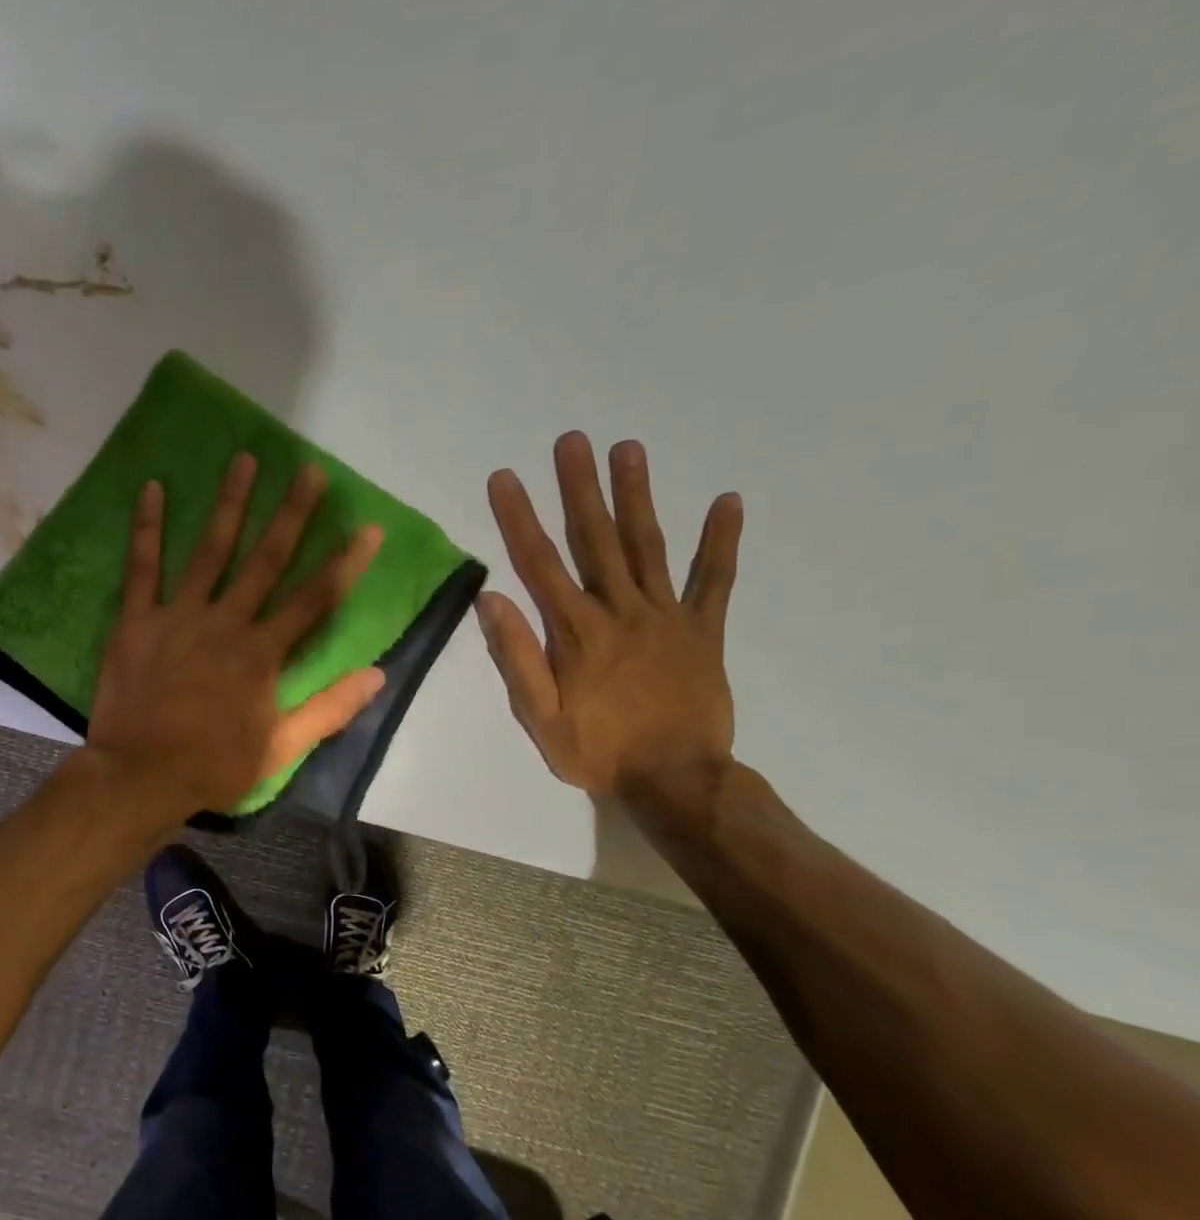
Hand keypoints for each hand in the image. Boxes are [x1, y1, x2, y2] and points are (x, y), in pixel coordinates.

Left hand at [87, 453, 386, 815]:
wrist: (140, 777)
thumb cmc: (213, 766)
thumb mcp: (280, 748)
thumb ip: (328, 710)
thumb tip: (377, 675)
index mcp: (261, 655)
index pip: (314, 601)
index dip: (345, 564)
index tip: (369, 528)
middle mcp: (225, 623)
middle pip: (265, 561)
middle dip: (291, 515)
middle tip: (310, 472)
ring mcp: (178, 617)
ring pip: (209, 551)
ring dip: (229, 504)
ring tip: (245, 460)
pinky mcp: (136, 621)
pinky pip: (141, 568)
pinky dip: (146, 528)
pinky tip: (151, 488)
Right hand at [478, 431, 742, 799]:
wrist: (676, 779)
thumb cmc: (598, 752)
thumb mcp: (539, 717)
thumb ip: (517, 657)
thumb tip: (492, 598)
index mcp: (576, 633)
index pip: (540, 564)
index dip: (520, 518)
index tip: (505, 478)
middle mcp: (621, 611)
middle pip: (596, 540)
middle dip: (580, 488)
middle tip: (573, 440)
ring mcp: (667, 617)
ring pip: (648, 547)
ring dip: (637, 496)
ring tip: (629, 448)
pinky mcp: (704, 630)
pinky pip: (716, 580)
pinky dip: (721, 542)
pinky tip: (727, 501)